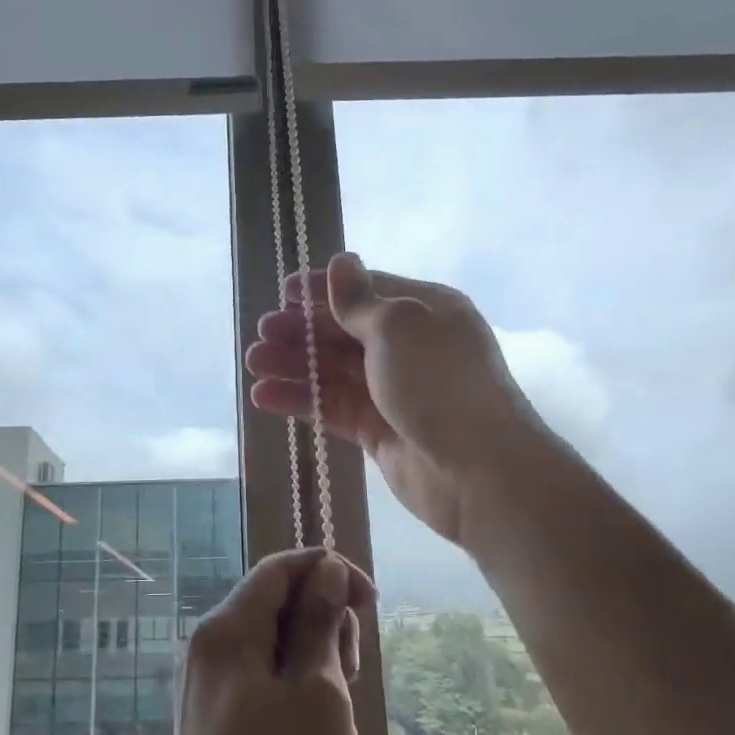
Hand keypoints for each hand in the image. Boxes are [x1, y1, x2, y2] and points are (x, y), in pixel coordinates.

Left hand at [164, 548, 374, 734]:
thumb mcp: (319, 693)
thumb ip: (319, 623)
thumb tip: (324, 568)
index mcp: (225, 632)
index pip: (279, 569)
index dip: (328, 570)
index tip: (371, 602)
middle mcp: (206, 650)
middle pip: (273, 603)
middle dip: (322, 619)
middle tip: (354, 672)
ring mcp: (206, 689)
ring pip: (269, 644)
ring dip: (312, 656)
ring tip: (339, 706)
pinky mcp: (215, 724)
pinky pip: (259, 679)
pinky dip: (293, 685)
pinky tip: (316, 726)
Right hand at [245, 253, 548, 546]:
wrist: (479, 473)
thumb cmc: (439, 384)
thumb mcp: (399, 328)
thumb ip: (359, 301)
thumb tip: (341, 260)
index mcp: (424, 311)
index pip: (366, 291)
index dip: (324, 290)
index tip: (284, 293)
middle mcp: (409, 347)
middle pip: (345, 332)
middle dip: (302, 331)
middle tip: (262, 334)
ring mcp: (393, 391)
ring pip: (334, 371)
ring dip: (294, 365)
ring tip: (254, 364)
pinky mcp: (379, 430)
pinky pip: (333, 408)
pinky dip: (301, 400)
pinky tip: (264, 397)